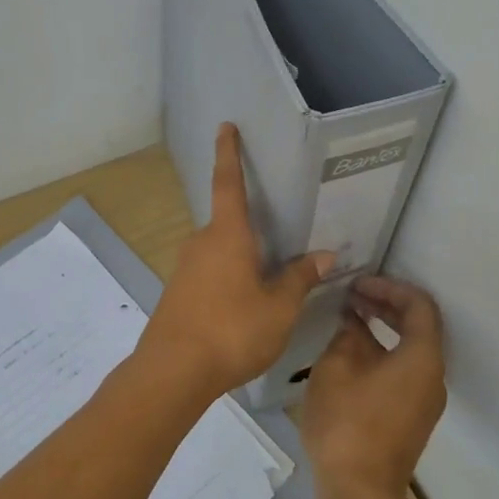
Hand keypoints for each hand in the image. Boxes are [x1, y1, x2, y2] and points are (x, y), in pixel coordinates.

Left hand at [139, 124, 333, 398]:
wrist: (173, 372)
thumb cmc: (232, 330)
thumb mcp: (279, 307)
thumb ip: (300, 278)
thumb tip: (324, 254)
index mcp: (227, 235)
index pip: (229, 183)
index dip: (229, 153)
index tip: (225, 127)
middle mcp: (201, 243)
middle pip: (229, 225)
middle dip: (251, 230)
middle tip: (279, 244)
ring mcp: (185, 268)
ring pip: (220, 253)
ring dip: (241, 261)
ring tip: (268, 284)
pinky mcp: (177, 293)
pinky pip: (210, 274)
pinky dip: (228, 280)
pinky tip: (243, 307)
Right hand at [300, 275, 446, 498]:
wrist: (359, 492)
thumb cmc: (347, 423)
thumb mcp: (336, 368)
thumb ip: (347, 336)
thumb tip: (353, 323)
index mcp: (422, 358)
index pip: (419, 306)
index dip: (389, 287)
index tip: (358, 283)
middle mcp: (432, 377)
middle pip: (419, 327)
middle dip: (385, 305)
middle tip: (351, 295)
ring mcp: (424, 401)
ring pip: (410, 351)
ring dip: (382, 330)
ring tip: (347, 318)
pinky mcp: (410, 418)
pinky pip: (403, 371)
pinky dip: (382, 353)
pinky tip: (350, 353)